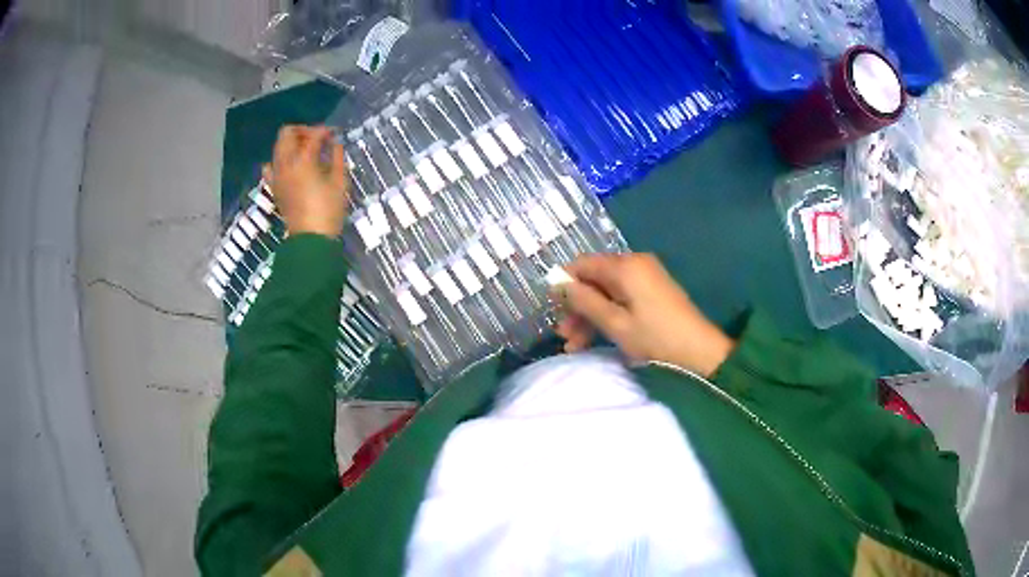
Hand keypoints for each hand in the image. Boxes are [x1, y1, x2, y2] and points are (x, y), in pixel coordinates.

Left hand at [263, 125, 350, 237]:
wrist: (311, 239)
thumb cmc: (329, 210)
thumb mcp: (340, 181)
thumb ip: (337, 157)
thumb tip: (335, 144)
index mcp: (304, 160)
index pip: (313, 134)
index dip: (325, 130)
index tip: (334, 133)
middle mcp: (286, 163)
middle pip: (287, 133)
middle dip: (303, 131)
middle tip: (316, 138)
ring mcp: (277, 175)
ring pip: (277, 147)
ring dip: (291, 143)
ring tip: (306, 151)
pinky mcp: (274, 187)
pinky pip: (270, 167)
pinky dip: (278, 162)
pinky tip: (289, 166)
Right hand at [554, 253, 734, 377]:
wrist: (700, 353)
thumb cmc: (655, 338)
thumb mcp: (615, 323)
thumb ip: (584, 301)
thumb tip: (558, 283)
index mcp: (625, 266)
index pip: (582, 264)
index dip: (564, 284)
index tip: (552, 309)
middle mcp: (635, 264)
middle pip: (594, 279)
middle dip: (576, 306)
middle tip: (563, 335)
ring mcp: (645, 278)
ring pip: (606, 292)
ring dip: (589, 316)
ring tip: (574, 346)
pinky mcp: (653, 292)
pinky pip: (621, 298)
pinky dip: (607, 316)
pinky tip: (594, 340)